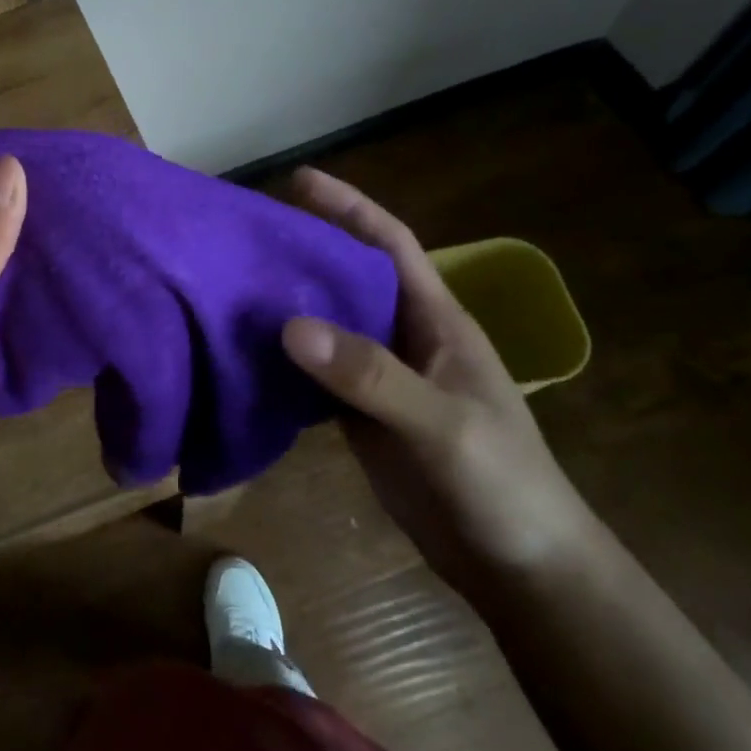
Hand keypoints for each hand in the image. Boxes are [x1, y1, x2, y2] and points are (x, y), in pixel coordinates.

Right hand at [279, 167, 599, 595]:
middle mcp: (404, 338)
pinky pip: (315, 374)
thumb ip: (370, 375)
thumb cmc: (501, 485)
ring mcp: (380, 378)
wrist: (520, 569)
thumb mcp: (441, 424)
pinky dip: (282, 361)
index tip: (298, 180)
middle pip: (346, 279)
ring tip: (229, 286)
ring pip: (326, 326)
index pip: (389, 245)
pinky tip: (244, 354)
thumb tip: (290, 326)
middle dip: (302, 252)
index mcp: (435, 320)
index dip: (349, 207)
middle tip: (242, 236)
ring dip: (285, 306)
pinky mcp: (360, 416)